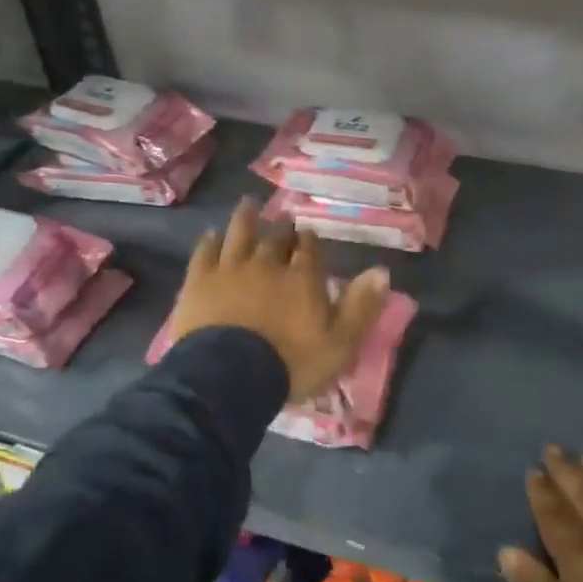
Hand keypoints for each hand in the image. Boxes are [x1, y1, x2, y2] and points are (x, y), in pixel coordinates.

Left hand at [169, 198, 391, 402]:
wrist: (229, 377)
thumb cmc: (290, 363)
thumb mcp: (340, 343)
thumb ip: (361, 306)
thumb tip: (382, 271)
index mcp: (303, 278)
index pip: (309, 249)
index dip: (310, 240)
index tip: (308, 233)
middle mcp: (268, 264)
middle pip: (276, 238)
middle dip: (281, 227)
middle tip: (282, 216)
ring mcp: (231, 269)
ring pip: (240, 234)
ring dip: (246, 219)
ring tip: (249, 205)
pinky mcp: (199, 281)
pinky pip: (205, 252)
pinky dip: (210, 241)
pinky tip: (211, 234)